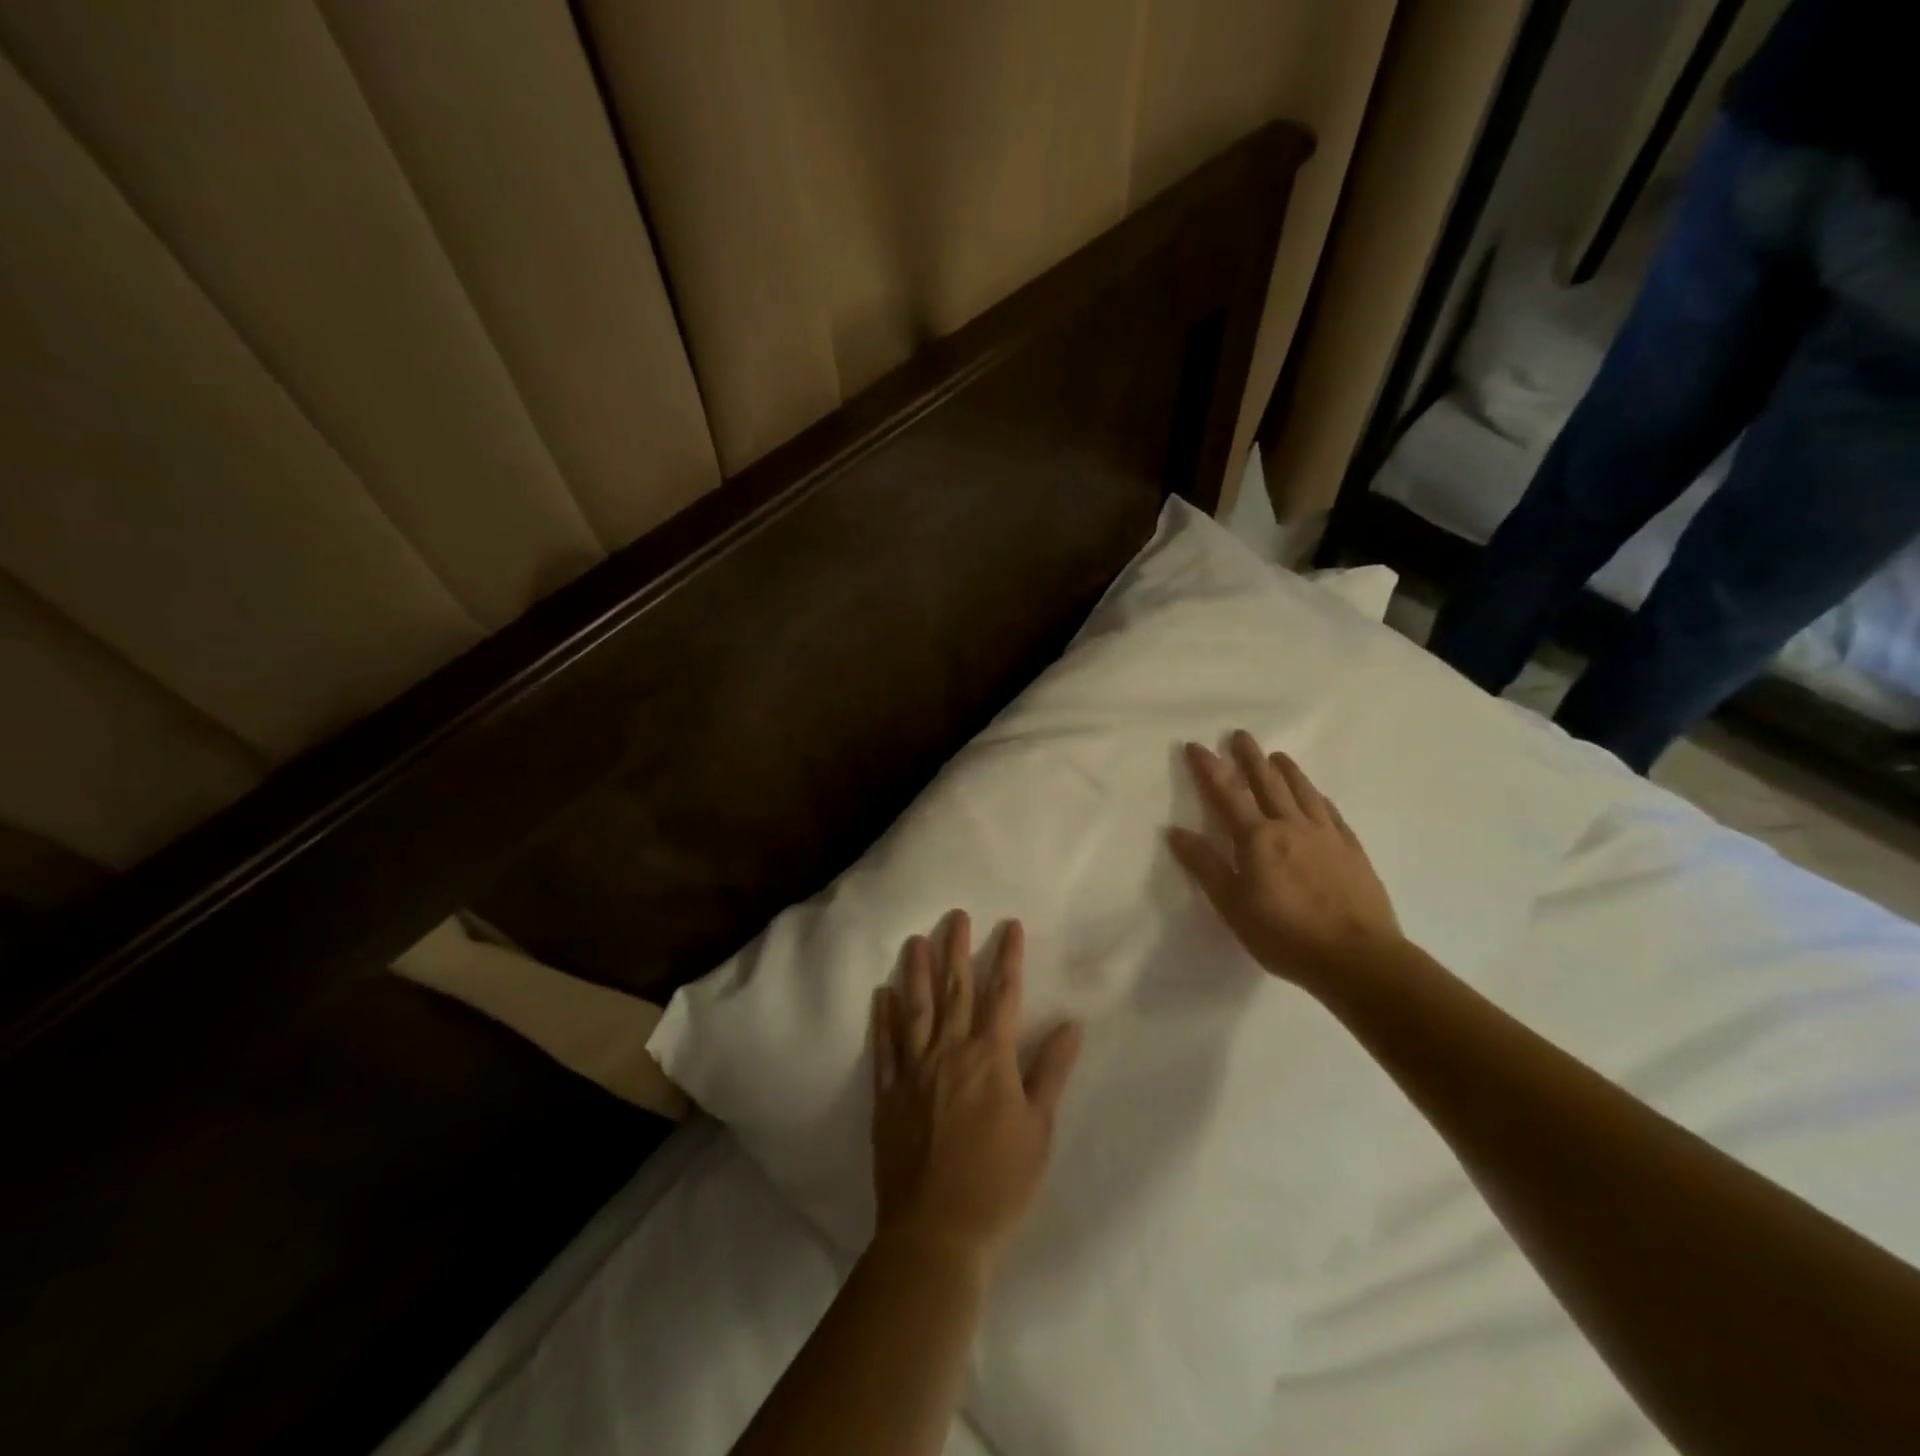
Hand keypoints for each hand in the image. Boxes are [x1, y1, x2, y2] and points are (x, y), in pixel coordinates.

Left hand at [870, 913, 1081, 1270]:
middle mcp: (951, 1052)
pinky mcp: (888, 1093)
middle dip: (957, 949)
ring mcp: (914, 1070)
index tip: (1009, 925)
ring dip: (916, 972)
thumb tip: (1072, 1024)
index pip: (1003, 995)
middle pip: (955, 990)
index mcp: (991, 1058)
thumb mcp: (1039, 1130)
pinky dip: (883, 1018)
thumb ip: (1051, 1072)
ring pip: (916, 1008)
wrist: (936, 1230)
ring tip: (915, 940)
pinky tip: (881, 994)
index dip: (1008, 957)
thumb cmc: (999, 1182)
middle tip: (955, 915)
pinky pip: (884, 1046)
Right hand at [1168, 731, 1403, 989]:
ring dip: (1286, 770)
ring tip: (1276, 755)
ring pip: (1302, 791)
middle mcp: (1291, 826)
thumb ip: (1206, 866)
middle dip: (1250, 757)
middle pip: (1267, 782)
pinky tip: (1315, 795)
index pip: (1227, 793)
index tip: (1197, 745)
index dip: (1210, 768)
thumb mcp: (1232, 906)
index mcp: (1258, 838)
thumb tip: (1175, 831)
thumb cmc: (1285, 935)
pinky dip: (1317, 797)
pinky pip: (1330, 812)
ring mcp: (1326, 835)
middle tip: (1240, 734)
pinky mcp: (1351, 850)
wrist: (1358, 958)